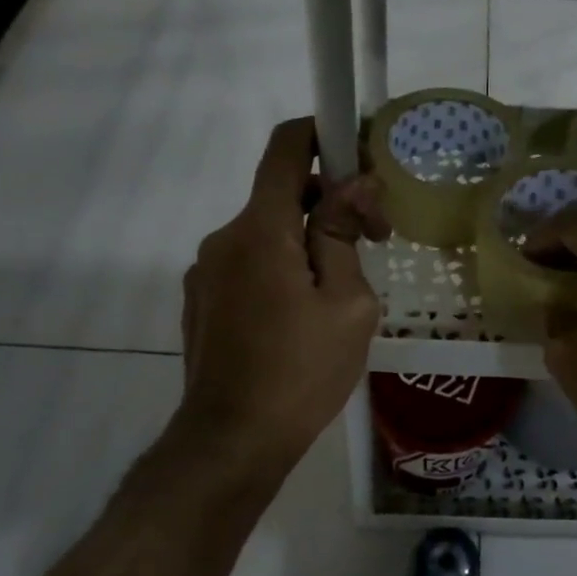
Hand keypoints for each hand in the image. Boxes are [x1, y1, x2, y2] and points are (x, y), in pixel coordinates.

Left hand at [176, 119, 389, 472]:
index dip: (324, 134)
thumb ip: (344, 235)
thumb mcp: (347, 304)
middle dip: (331, 203)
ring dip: (308, 242)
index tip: (361, 156)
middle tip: (375, 242)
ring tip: (340, 292)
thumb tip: (355, 184)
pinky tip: (302, 317)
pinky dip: (281, 268)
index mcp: (262, 229)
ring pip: (268, 232)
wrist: (231, 441)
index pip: (287, 148)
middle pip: (282, 193)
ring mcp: (207, 270)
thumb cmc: (301, 372)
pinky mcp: (201, 300)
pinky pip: (249, 263)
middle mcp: (225, 237)